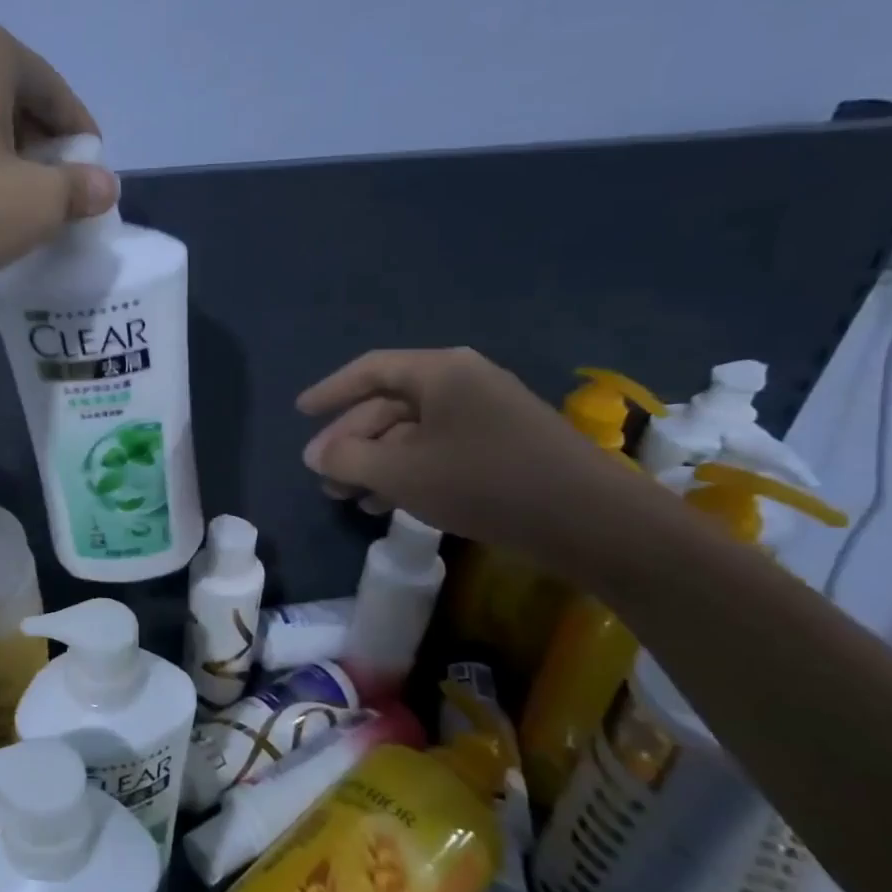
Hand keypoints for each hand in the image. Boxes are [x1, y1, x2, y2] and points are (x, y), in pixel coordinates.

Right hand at [296, 348, 642, 566]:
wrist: (591, 521)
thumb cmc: (485, 483)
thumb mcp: (401, 472)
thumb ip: (348, 458)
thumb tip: (315, 455)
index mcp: (440, 372)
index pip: (370, 370)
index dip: (330, 391)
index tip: (300, 413)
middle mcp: (463, 383)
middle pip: (388, 404)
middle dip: (350, 440)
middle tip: (322, 474)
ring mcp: (486, 415)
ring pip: (411, 432)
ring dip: (374, 461)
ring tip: (346, 496)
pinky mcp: (502, 447)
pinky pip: (438, 449)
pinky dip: (407, 471)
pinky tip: (386, 503)